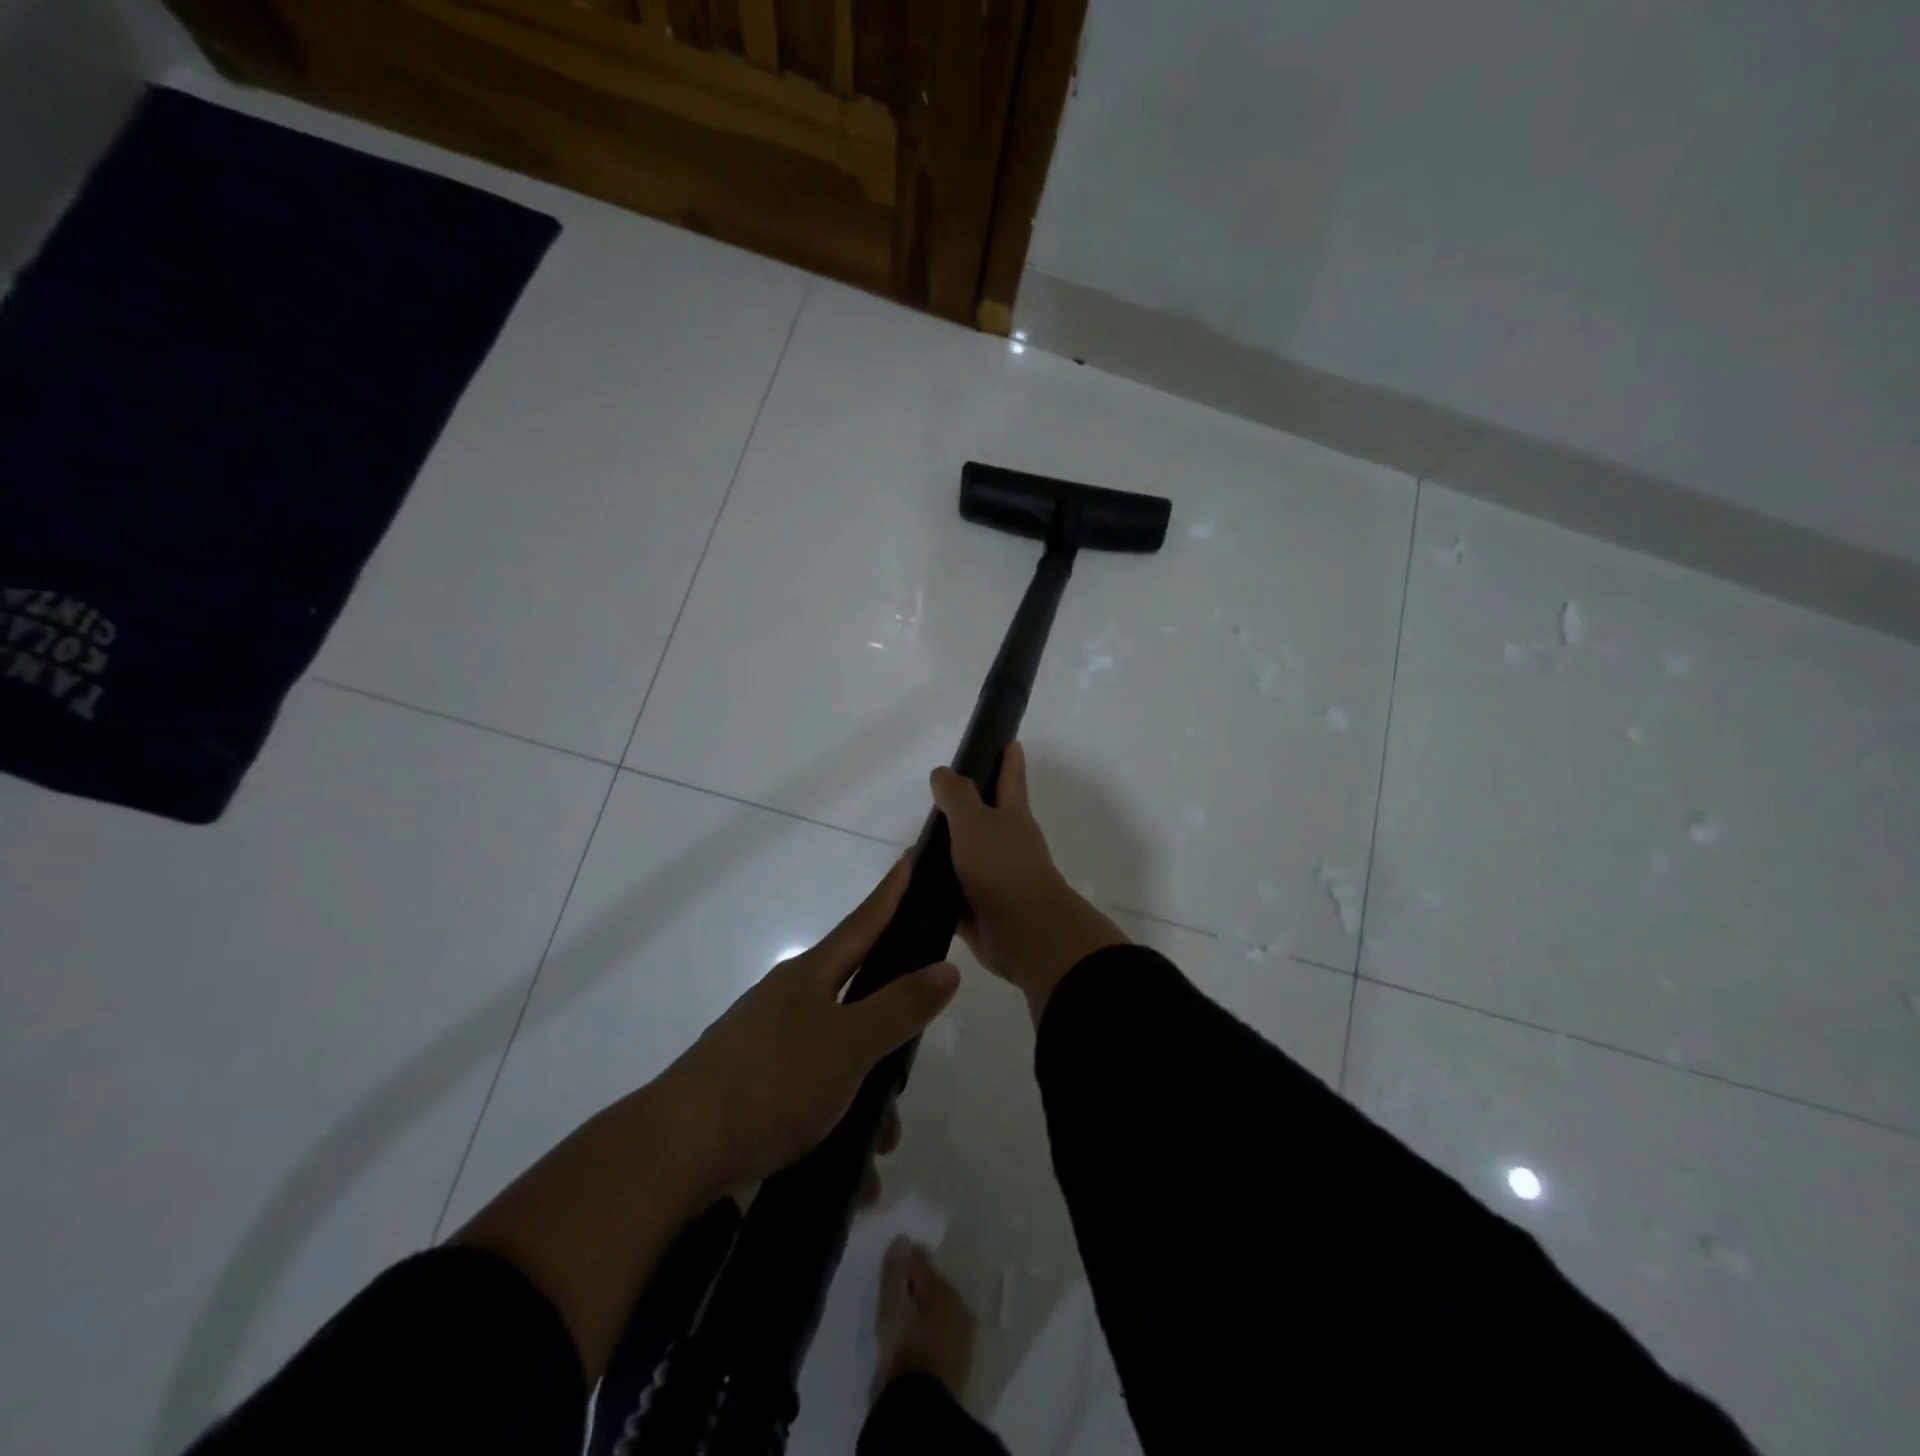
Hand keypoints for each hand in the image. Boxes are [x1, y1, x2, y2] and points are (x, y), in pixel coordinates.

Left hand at [658, 858, 959, 1192]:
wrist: (676, 1152)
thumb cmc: (773, 1081)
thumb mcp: (850, 1044)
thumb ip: (901, 1006)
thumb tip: (948, 968)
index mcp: (809, 978)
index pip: (862, 924)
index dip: (889, 894)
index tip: (908, 860)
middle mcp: (787, 1003)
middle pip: (855, 1004)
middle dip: (888, 1040)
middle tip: (906, 1070)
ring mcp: (765, 1047)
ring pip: (837, 1061)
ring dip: (864, 1102)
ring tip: (878, 1152)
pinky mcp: (751, 1091)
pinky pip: (810, 1100)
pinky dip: (835, 1129)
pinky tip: (851, 1176)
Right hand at [931, 742, 1127, 1022]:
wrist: (1024, 932)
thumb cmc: (1002, 867)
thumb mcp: (975, 822)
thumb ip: (957, 795)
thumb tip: (942, 772)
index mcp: (1011, 817)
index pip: (1010, 778)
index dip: (1009, 758)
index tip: (1009, 740)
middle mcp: (1005, 844)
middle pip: (982, 819)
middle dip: (962, 809)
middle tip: (933, 801)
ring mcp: (993, 878)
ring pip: (963, 857)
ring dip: (942, 853)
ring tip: (911, 848)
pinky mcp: (979, 910)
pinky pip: (951, 894)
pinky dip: (934, 889)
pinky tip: (910, 886)